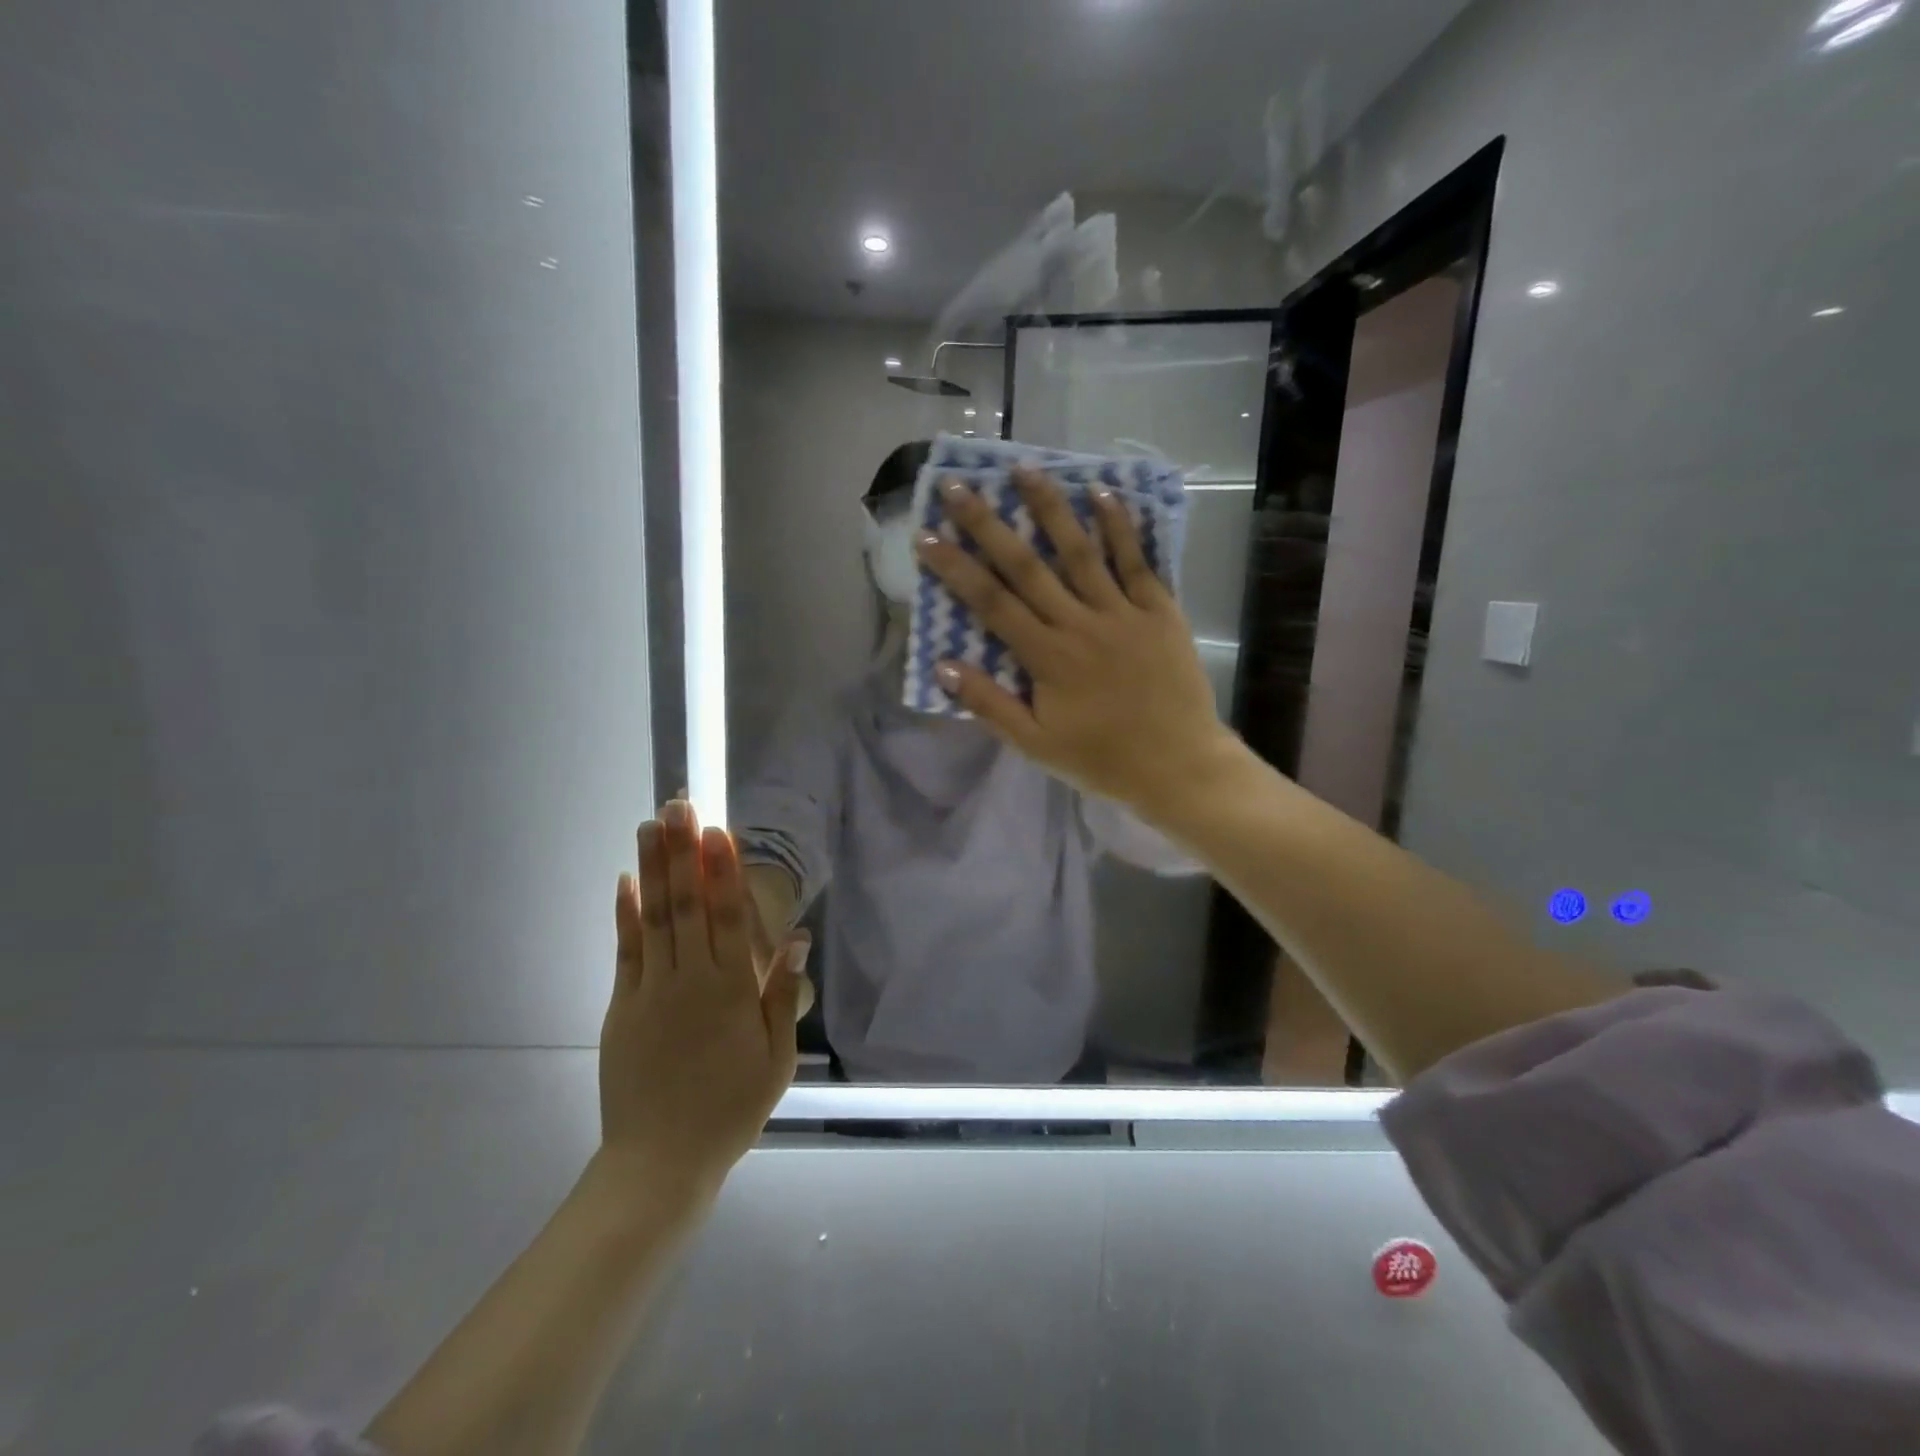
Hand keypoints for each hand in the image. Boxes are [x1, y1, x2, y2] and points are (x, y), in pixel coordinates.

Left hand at [598, 799, 807, 1203]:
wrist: (660, 1162)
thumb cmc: (730, 1108)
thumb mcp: (775, 1057)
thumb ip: (781, 993)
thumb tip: (795, 936)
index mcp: (730, 990)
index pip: (728, 915)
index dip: (723, 869)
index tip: (717, 829)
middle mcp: (689, 978)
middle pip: (687, 903)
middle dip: (683, 851)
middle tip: (678, 805)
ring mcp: (650, 990)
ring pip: (654, 917)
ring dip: (652, 868)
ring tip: (649, 826)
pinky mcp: (622, 1006)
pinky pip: (625, 950)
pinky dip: (625, 913)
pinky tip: (624, 882)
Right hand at [915, 468, 1238, 818]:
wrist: (1178, 766)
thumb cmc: (1101, 759)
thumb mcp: (1035, 744)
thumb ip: (989, 704)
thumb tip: (943, 666)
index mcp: (1046, 656)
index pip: (990, 603)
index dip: (955, 568)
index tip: (926, 535)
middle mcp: (1079, 623)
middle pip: (1026, 566)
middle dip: (988, 524)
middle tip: (959, 486)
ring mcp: (1122, 612)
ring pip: (1080, 551)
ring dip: (1051, 508)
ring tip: (1025, 469)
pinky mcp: (1160, 610)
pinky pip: (1137, 561)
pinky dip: (1120, 528)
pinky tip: (1103, 493)